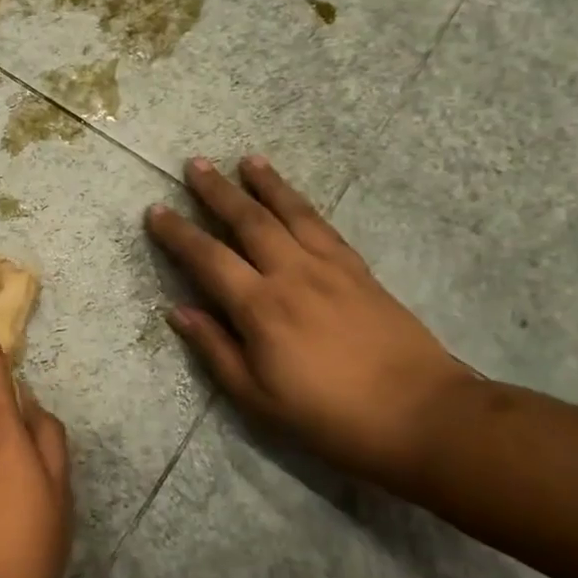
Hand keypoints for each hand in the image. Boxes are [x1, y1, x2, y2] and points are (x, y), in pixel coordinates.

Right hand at [146, 155, 472, 487]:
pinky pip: (324, 226)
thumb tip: (178, 311)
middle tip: (195, 164)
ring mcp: (330, 268)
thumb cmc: (329, 416)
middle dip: (217, 191)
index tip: (156, 211)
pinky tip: (293, 197)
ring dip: (265, 184)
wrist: (422, 415)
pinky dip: (302, 204)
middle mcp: (292, 275)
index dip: (178, 233)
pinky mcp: (359, 271)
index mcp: (261, 308)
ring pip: (290, 213)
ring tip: (246, 160)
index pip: (208, 258)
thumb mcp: (257, 398)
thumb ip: (215, 349)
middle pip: (248, 221)